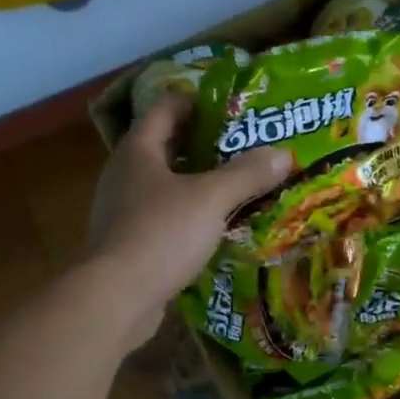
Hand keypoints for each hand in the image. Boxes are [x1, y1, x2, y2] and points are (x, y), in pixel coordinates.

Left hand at [85, 91, 290, 339]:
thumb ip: (247, 174)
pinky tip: (218, 224)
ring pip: (167, 184)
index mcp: (138, 150)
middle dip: (206, 143)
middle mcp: (126, 174)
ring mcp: (124, 210)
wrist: (116, 298)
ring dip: (199, 182)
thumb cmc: (160, 234)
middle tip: (247, 144)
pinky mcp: (131, 242)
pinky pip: (166, 217)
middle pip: (167, 145)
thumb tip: (283, 154)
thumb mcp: (211, 199)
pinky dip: (191, 214)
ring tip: (239, 183)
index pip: (166, 107)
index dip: (198, 100)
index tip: (234, 105)